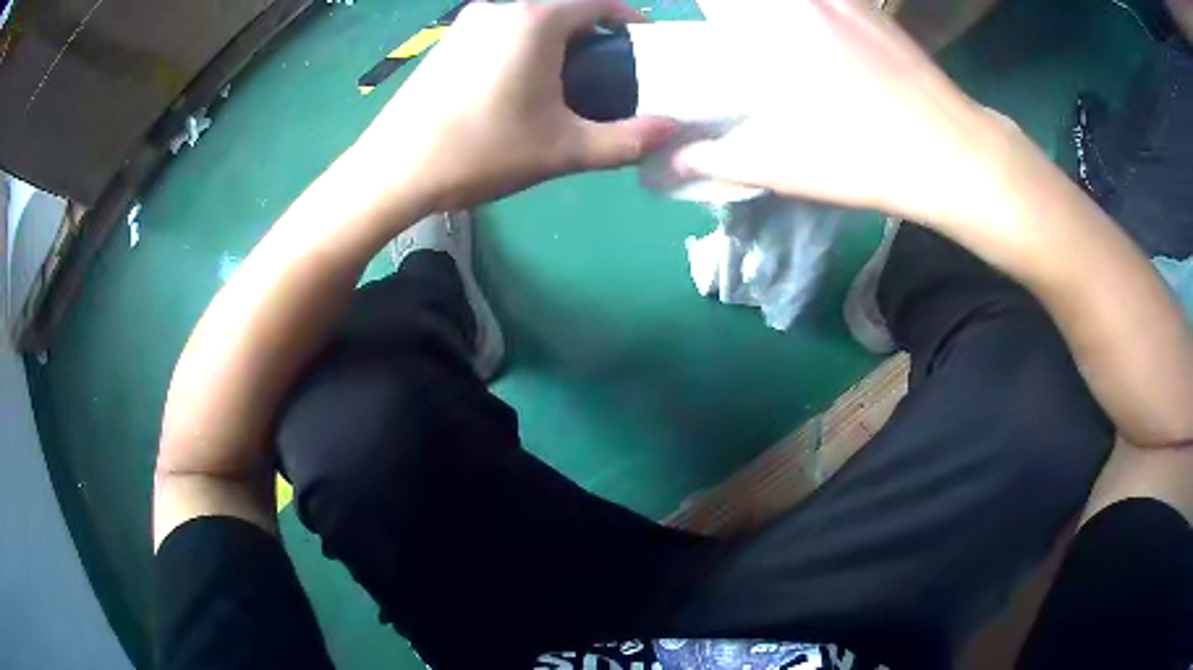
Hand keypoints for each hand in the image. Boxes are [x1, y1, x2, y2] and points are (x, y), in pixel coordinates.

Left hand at [353, 0, 676, 213]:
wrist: (394, 171)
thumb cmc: (482, 151)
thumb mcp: (564, 149)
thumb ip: (626, 139)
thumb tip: (672, 131)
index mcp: (534, 20)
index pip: (597, 2)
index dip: (629, 19)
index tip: (645, 45)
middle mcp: (499, 8)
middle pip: (562, 10)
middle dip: (593, 35)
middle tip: (609, 73)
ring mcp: (465, 25)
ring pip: (528, 23)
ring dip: (555, 44)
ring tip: (566, 86)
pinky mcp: (444, 45)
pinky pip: (498, 35)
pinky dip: (522, 50)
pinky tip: (518, 88)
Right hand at [670, 0, 1016, 232]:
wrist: (953, 152)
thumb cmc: (863, 155)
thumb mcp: (780, 165)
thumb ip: (714, 158)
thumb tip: (668, 164)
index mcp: (767, 23)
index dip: (706, 12)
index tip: (704, 28)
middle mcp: (803, 0)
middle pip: (750, 1)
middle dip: (739, 17)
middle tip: (738, 42)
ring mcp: (843, 0)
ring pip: (794, 0)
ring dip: (777, 17)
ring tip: (784, 54)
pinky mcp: (873, 10)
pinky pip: (828, 1)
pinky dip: (811, 13)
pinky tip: (828, 50)